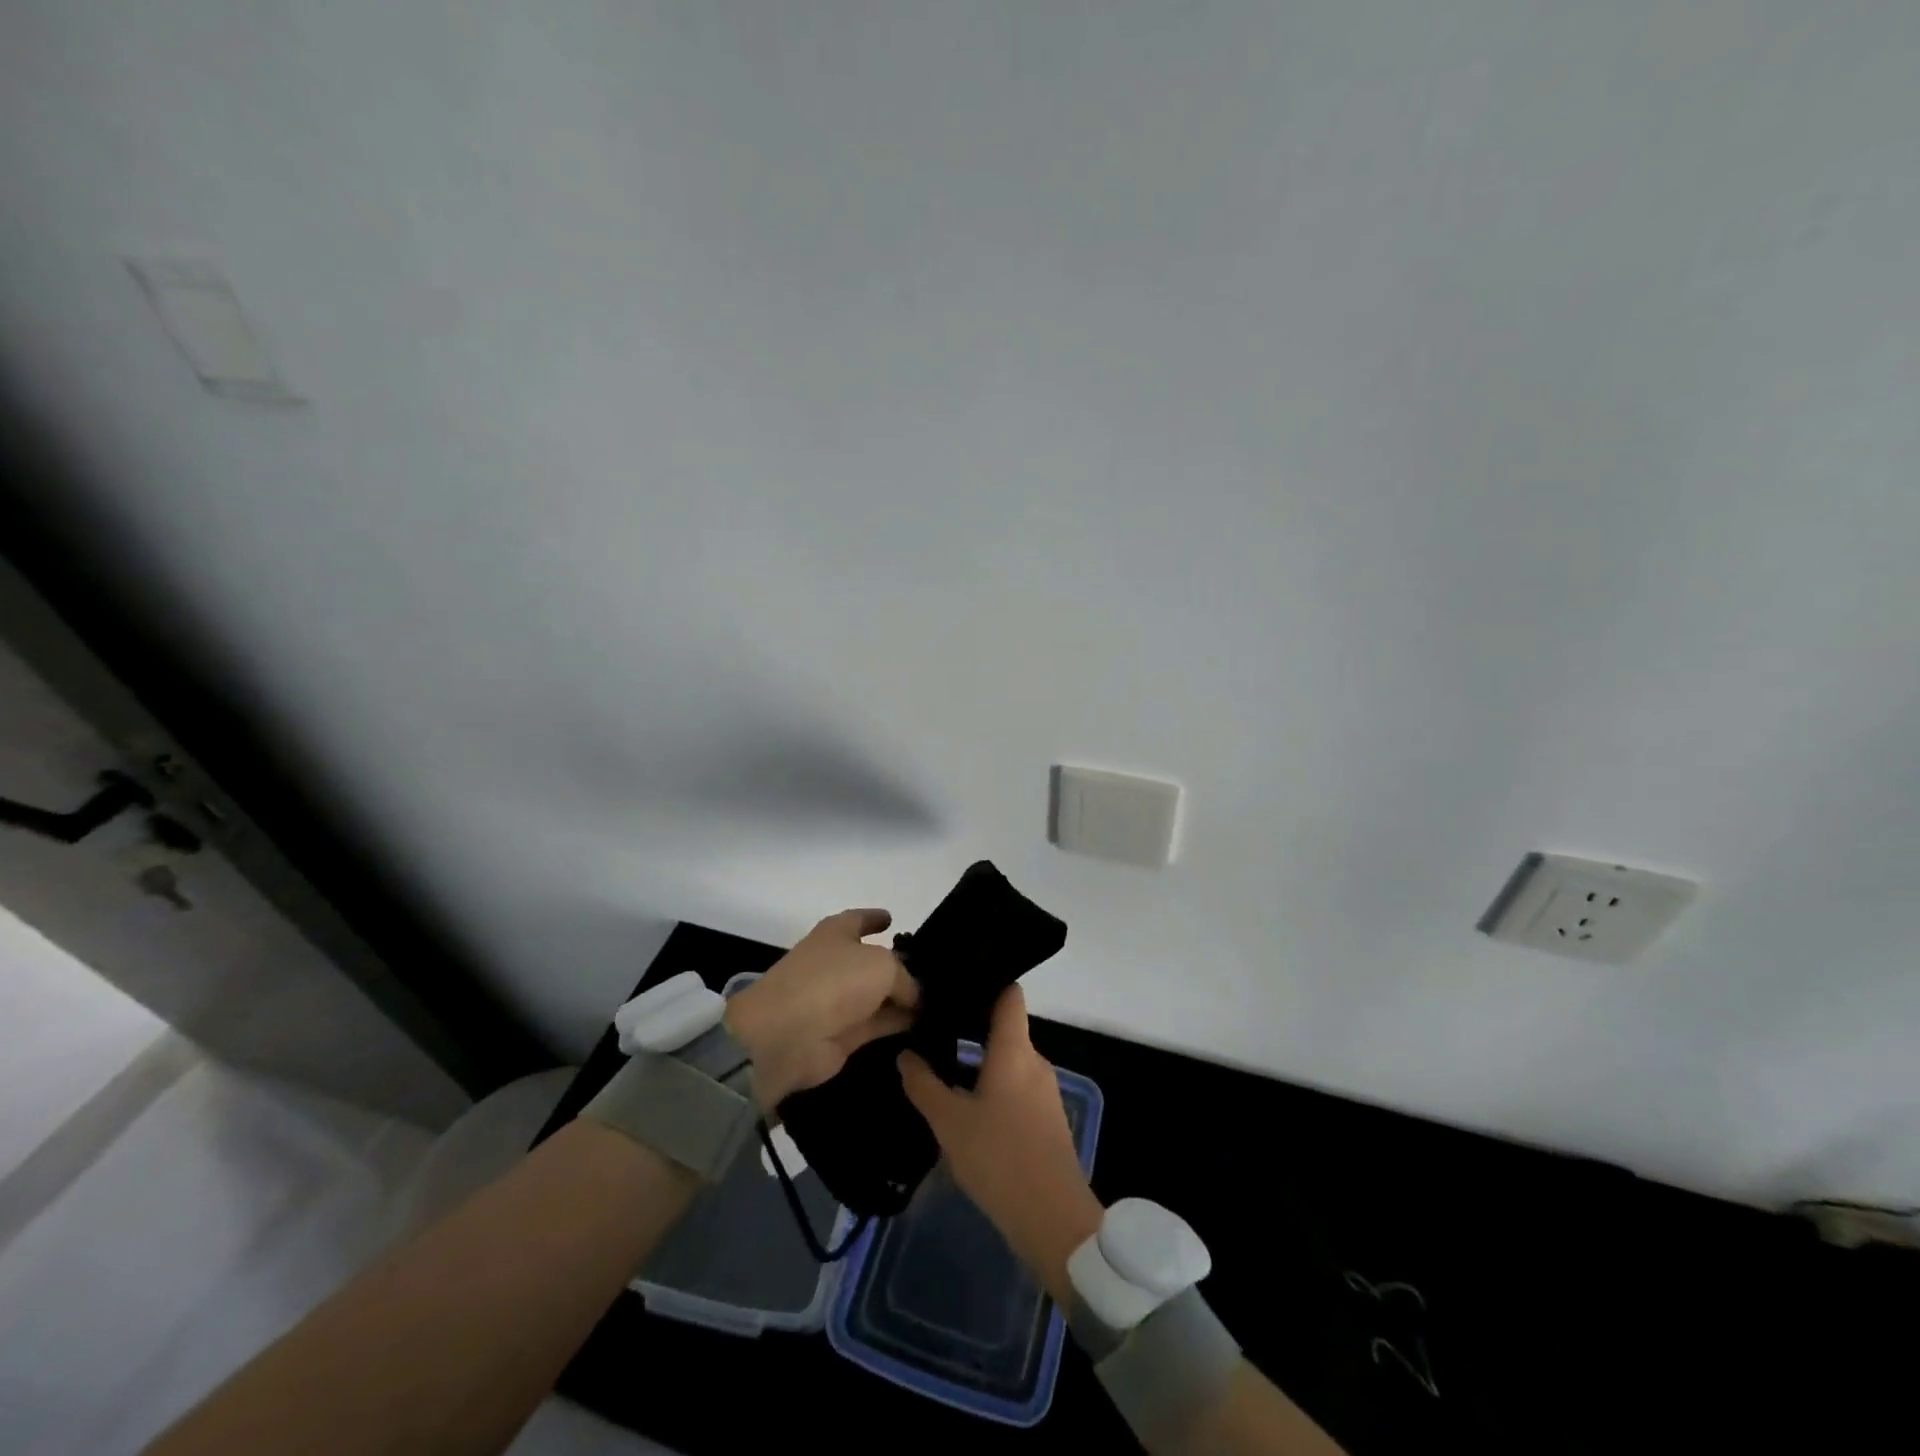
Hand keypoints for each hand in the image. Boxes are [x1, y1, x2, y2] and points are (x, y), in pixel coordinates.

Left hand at [724, 909, 919, 1109]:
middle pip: (872, 960)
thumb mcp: (882, 965)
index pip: (859, 919)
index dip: (876, 918)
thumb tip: (914, 996)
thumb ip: (905, 977)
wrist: (787, 1035)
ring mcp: (837, 1001)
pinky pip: (877, 1024)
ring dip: (902, 998)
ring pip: (878, 995)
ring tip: (939, 999)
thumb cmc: (833, 981)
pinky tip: (926, 1024)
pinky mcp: (842, 1035)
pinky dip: (898, 1023)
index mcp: (836, 933)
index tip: (892, 918)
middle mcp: (836, 963)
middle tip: (933, 969)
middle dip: (899, 964)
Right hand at [899, 986, 1102, 1301]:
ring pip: (1008, 1061)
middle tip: (933, 1027)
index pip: (1009, 993)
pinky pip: (1016, 1086)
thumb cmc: (999, 1157)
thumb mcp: (949, 1121)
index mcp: (1015, 1048)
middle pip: (1005, 1027)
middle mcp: (1034, 1060)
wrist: (1053, 1219)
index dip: (986, 980)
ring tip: (942, 1066)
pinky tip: (966, 1105)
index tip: (955, 981)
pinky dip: (992, 1086)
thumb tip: (905, 1053)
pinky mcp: (1046, 1118)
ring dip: (979, 1062)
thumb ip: (924, 1084)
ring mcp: (1045, 1090)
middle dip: (971, 1026)